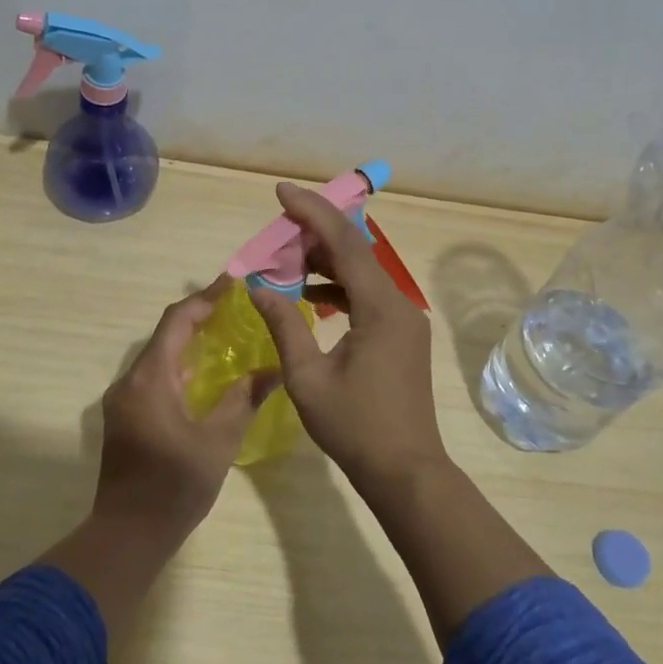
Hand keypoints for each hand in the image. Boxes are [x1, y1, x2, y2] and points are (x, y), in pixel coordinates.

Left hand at [92, 279, 278, 542]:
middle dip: (200, 314)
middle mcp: (130, 381)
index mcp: (149, 379)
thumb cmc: (174, 487)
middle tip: (238, 305)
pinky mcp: (125, 416)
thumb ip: (243, 399)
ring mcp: (123, 399)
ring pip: (159, 355)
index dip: (205, 297)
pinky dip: (180, 363)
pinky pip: (154, 375)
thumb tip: (274, 369)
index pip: (177, 320)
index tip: (234, 282)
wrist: (128, 535)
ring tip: (228, 331)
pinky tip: (206, 371)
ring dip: (189, 340)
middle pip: (166, 333)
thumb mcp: (218, 441)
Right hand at [250, 183, 447, 494]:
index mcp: (380, 307)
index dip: (312, 212)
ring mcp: (405, 319)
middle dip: (316, 232)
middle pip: (356, 251)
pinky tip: (311, 295)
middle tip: (278, 225)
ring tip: (286, 257)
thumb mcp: (307, 377)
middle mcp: (399, 303)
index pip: (344, 243)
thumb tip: (257, 287)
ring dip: (326, 261)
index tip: (282, 192)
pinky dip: (339, 288)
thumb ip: (284, 325)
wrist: (406, 471)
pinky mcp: (402, 335)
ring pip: (362, 273)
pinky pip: (368, 296)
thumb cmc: (355, 426)